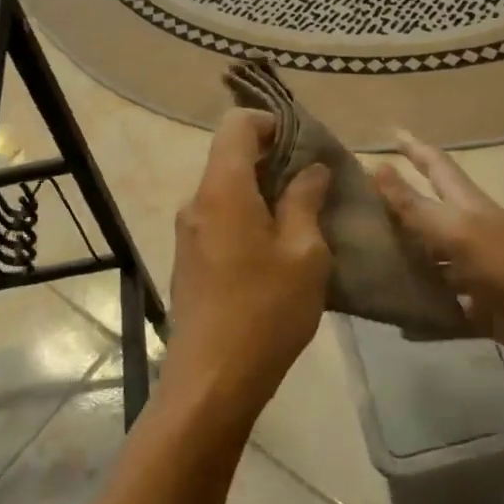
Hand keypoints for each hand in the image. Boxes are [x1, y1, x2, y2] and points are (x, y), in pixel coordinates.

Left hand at [161, 110, 332, 427]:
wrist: (211, 380)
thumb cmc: (265, 311)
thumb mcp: (303, 253)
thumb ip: (306, 201)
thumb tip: (312, 169)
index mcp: (222, 189)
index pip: (237, 125)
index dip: (271, 123)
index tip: (305, 144)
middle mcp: (196, 201)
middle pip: (230, 156)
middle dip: (273, 159)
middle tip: (315, 181)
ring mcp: (188, 232)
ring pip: (226, 189)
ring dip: (262, 191)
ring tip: (303, 215)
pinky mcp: (189, 258)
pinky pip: (219, 218)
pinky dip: (248, 216)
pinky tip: (276, 247)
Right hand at [373, 131, 503, 375]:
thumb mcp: (459, 232)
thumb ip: (416, 206)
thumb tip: (376, 166)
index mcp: (468, 207)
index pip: (435, 166)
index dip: (414, 148)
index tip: (391, 130)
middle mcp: (470, 234)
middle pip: (430, 213)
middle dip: (400, 205)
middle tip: (360, 204)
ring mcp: (477, 273)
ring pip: (433, 262)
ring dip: (405, 260)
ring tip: (365, 260)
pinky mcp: (483, 310)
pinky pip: (445, 311)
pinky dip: (424, 315)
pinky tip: (398, 322)